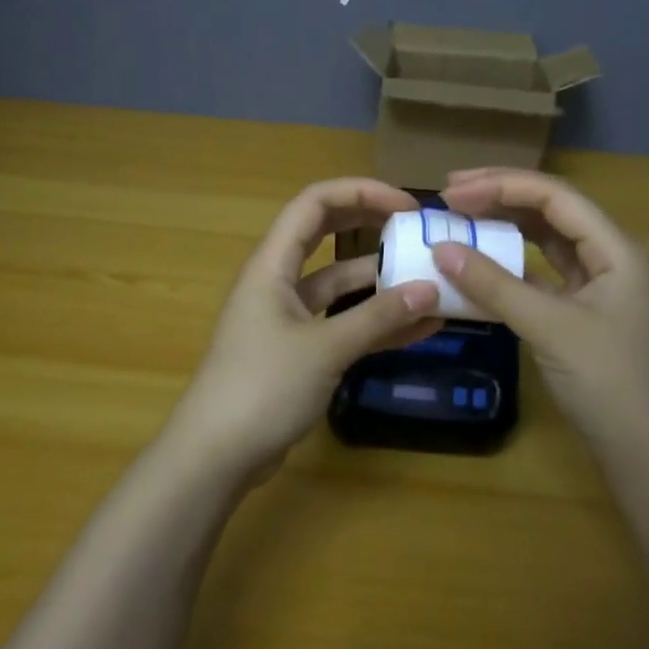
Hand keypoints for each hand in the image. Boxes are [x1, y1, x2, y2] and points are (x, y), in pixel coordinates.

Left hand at [164, 178, 442, 479]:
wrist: (216, 455)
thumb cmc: (262, 387)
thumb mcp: (325, 349)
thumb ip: (378, 318)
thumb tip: (431, 289)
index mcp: (272, 264)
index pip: (314, 204)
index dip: (360, 193)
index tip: (407, 206)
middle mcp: (278, 282)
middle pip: (326, 235)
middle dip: (372, 226)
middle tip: (419, 231)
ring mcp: (288, 317)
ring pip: (339, 284)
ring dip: (381, 281)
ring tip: (432, 282)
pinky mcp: (298, 351)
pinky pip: (342, 323)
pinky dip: (375, 322)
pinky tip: (419, 327)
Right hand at [434, 168, 648, 450]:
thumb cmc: (611, 382)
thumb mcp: (550, 328)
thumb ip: (494, 286)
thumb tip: (441, 250)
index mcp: (615, 248)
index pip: (554, 197)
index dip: (501, 185)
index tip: (452, 192)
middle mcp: (609, 257)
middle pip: (550, 212)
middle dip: (500, 198)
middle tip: (449, 196)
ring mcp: (596, 287)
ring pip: (545, 243)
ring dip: (504, 230)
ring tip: (460, 222)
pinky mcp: (581, 314)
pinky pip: (540, 276)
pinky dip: (509, 268)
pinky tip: (479, 269)